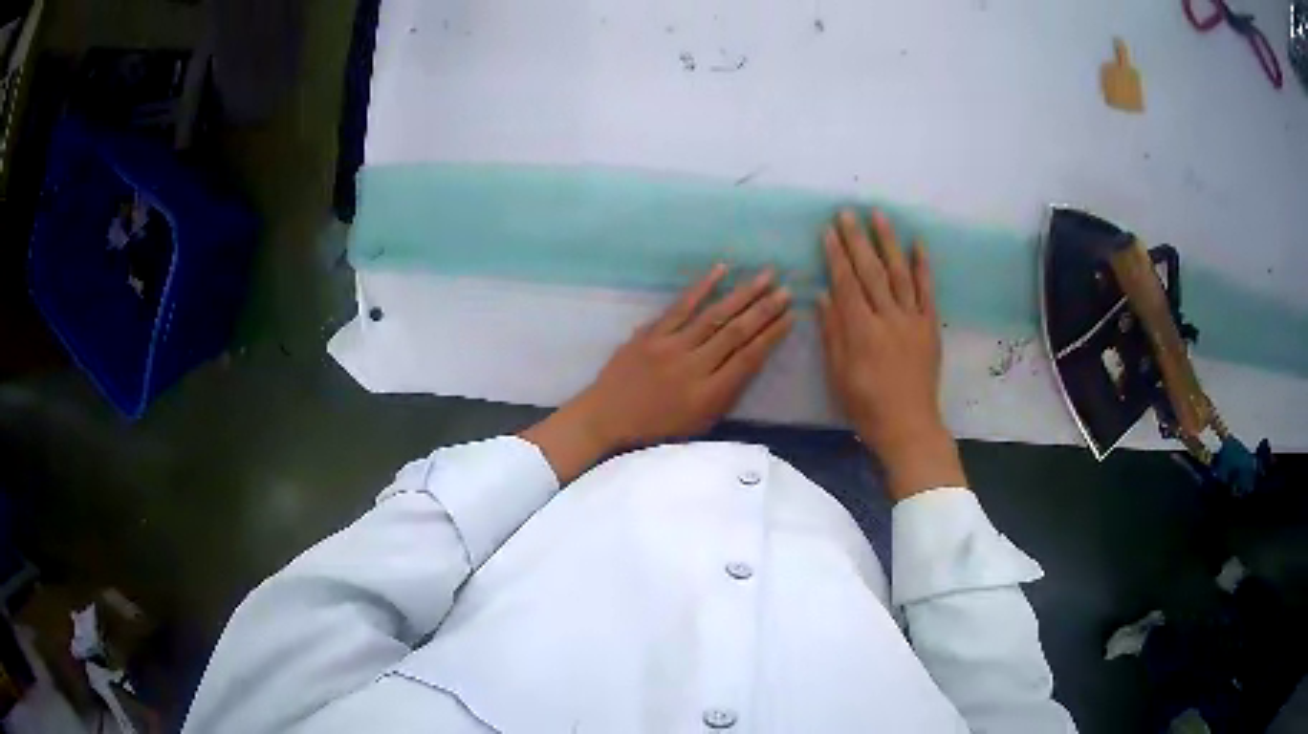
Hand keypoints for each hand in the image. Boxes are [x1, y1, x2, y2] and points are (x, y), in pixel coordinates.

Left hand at [523, 265, 793, 482]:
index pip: (749, 359)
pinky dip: (702, 287)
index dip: (772, 336)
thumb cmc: (655, 430)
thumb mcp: (698, 425)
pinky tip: (721, 270)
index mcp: (708, 395)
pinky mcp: (650, 333)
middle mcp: (693, 367)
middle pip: (736, 332)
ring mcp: (670, 346)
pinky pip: (680, 306)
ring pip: (714, 315)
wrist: (605, 419)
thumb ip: (726, 395)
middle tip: (787, 289)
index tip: (792, 317)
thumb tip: (750, 361)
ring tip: (765, 275)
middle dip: (765, 309)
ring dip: (742, 293)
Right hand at [818, 209, 965, 501]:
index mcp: (862, 330)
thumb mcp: (839, 374)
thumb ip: (832, 333)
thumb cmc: (866, 406)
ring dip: (888, 243)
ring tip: (879, 216)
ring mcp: (912, 320)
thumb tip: (823, 295)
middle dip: (857, 239)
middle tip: (847, 213)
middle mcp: (888, 318)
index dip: (836, 256)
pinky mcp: (930, 327)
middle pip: (871, 271)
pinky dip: (923, 267)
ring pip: (899, 273)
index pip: (846, 283)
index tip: (828, 231)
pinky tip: (917, 245)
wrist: (909, 426)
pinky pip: (927, 292)